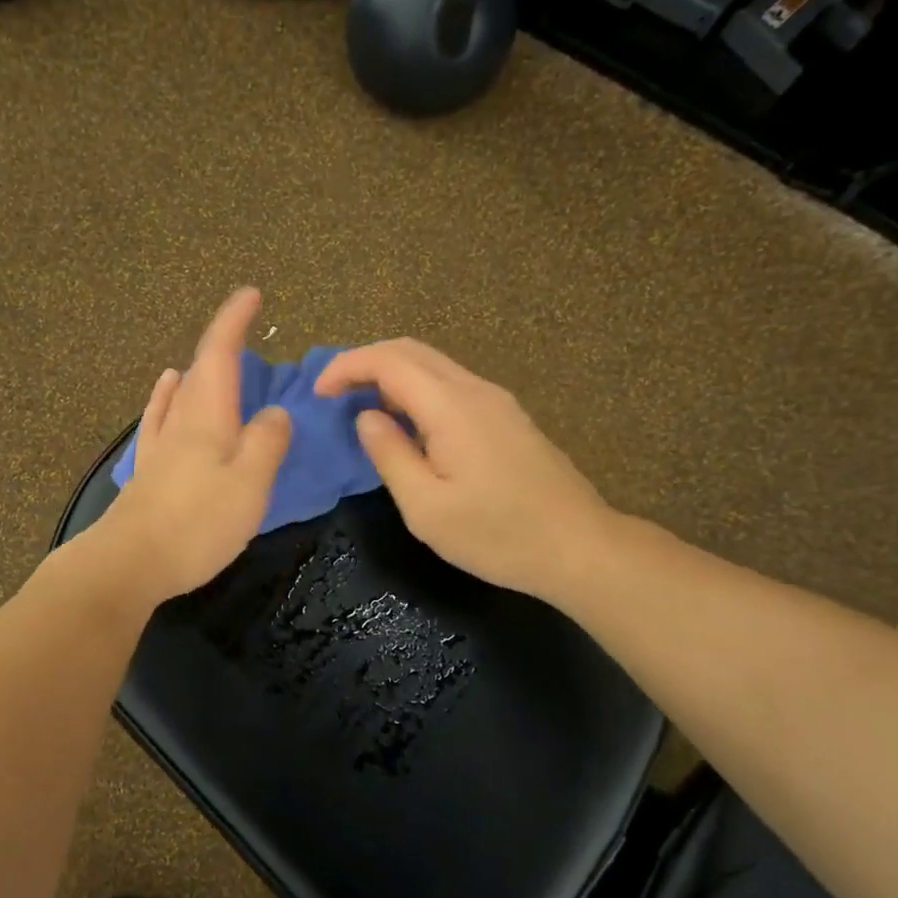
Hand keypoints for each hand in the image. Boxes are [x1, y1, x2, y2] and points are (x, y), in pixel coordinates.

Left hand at [100, 288, 292, 600]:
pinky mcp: (148, 471)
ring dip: (198, 372)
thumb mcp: (249, 484)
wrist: (128, 564)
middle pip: (200, 370)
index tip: (251, 294)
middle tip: (245, 335)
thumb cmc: (196, 524)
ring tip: (213, 363)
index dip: (234, 321)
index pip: (219, 354)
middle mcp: (180, 421)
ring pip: (180, 394)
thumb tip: (275, 413)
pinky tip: (166, 391)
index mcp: (208, 417)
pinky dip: (168, 397)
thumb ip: (267, 443)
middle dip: (222, 345)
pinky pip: (161, 418)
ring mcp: (159, 446)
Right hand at [315, 339, 612, 602]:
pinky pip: (452, 385)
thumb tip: (367, 418)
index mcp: (451, 407)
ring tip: (363, 407)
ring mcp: (497, 401)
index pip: (388, 361)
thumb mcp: (426, 508)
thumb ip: (390, 455)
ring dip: (392, 374)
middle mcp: (475, 390)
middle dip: (365, 362)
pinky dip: (417, 390)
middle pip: (411, 350)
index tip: (318, 393)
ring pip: (434, 365)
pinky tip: (408, 423)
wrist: (579, 547)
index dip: (346, 367)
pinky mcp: (508, 418)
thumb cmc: (498, 535)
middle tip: (334, 394)